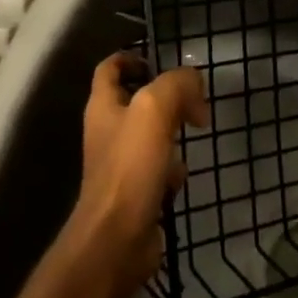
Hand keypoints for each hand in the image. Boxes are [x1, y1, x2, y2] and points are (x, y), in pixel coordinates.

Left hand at [70, 54, 208, 288]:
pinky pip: (158, 169)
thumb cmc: (130, 167)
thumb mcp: (155, 109)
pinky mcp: (135, 192)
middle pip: (135, 100)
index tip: (160, 60)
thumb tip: (194, 83)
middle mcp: (107, 131)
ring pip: (150, 135)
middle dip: (165, 96)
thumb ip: (176, 85)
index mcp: (103, 106)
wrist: (117, 241)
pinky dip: (173, 168)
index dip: (131, 57)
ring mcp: (120, 164)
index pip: (110, 68)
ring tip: (193, 131)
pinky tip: (183, 175)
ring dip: (172, 131)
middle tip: (192, 99)